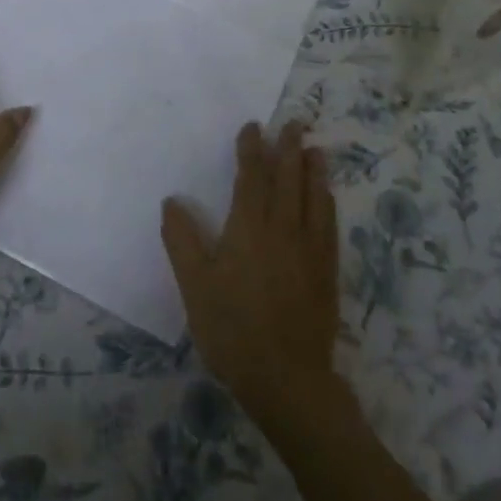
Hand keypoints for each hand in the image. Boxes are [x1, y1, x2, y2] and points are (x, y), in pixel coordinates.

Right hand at [161, 121, 340, 422]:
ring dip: (313, 170)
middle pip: (287, 180)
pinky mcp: (327, 270)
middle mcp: (282, 229)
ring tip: (315, 149)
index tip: (253, 127)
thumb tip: (172, 201)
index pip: (251, 178)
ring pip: (313, 197)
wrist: (287, 377)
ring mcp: (309, 249)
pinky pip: (329, 224)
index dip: (252, 150)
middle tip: (295, 123)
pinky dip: (327, 201)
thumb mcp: (195, 286)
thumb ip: (182, 241)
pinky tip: (327, 197)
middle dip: (289, 149)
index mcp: (248, 228)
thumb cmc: (232, 330)